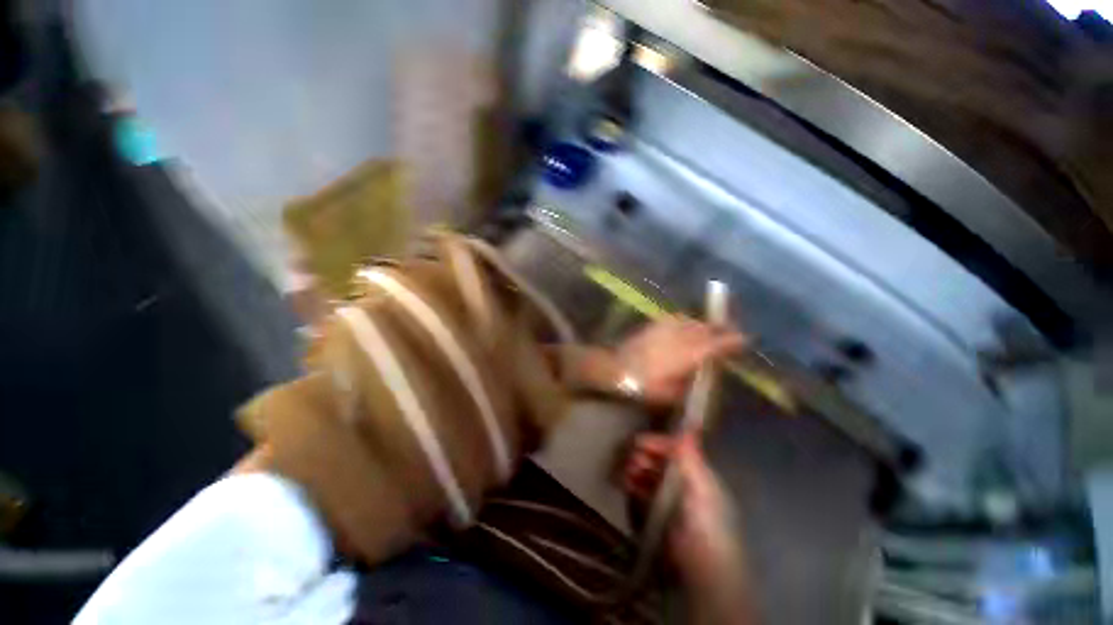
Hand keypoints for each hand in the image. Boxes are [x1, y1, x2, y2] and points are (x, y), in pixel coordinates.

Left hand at [616, 317, 745, 407]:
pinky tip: (685, 325)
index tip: (744, 339)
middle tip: (731, 332)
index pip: (716, 344)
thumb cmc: (643, 385)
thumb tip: (698, 374)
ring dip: (703, 324)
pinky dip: (685, 321)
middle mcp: (680, 337)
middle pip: (705, 329)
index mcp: (688, 355)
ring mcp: (665, 329)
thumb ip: (688, 384)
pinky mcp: (653, 326)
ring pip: (691, 322)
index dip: (731, 341)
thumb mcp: (670, 394)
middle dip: (720, 329)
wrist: (615, 368)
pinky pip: (675, 319)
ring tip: (709, 329)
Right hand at [624, 434, 755, 623]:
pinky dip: (632, 485)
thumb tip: (691, 423)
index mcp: (697, 473)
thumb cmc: (705, 520)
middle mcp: (683, 482)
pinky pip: (641, 491)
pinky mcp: (656, 513)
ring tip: (625, 472)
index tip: (638, 442)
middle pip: (658, 460)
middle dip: (642, 456)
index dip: (656, 443)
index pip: (674, 449)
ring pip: (648, 474)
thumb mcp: (701, 484)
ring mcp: (669, 498)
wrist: (700, 566)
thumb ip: (692, 455)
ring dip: (635, 469)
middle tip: (630, 458)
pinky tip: (625, 484)